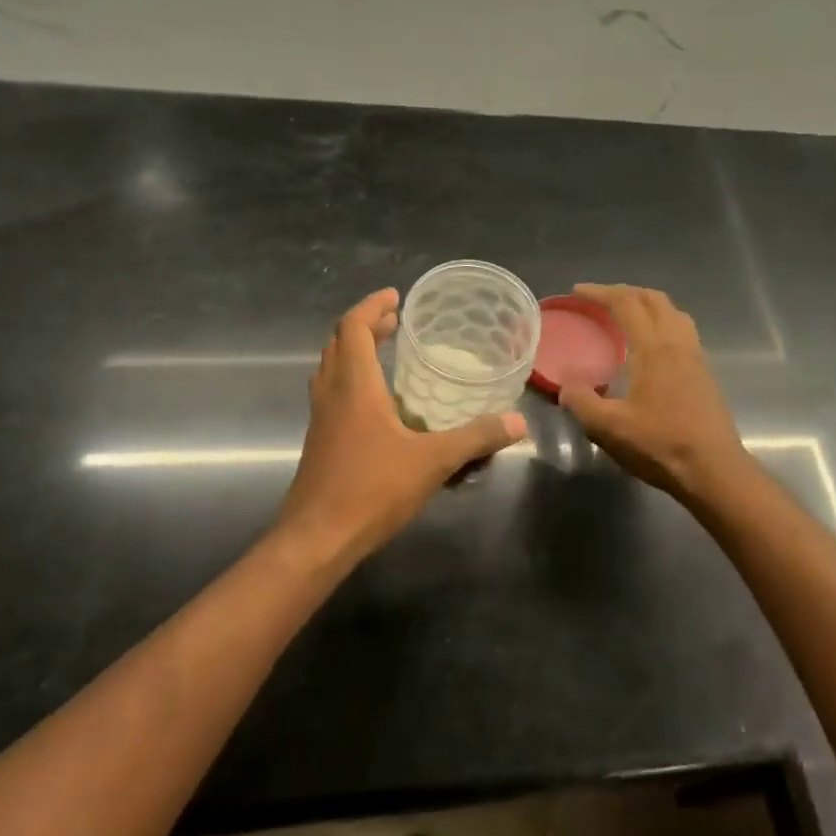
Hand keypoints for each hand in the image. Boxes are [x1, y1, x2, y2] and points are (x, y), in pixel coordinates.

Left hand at [277, 288, 526, 561]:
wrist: (317, 539)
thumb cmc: (371, 489)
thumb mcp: (433, 461)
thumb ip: (476, 438)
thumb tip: (518, 421)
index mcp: (354, 386)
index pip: (352, 328)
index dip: (371, 306)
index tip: (395, 297)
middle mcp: (331, 395)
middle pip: (338, 344)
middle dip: (364, 326)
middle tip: (395, 322)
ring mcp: (321, 420)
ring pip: (330, 370)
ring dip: (353, 353)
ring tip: (385, 353)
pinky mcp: (319, 443)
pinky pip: (332, 395)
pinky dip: (351, 382)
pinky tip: (378, 407)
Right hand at [560, 284, 752, 503]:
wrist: (714, 470)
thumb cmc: (660, 446)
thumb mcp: (609, 428)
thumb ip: (582, 402)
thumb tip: (566, 387)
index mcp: (654, 348)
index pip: (626, 304)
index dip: (600, 293)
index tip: (577, 292)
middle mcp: (678, 343)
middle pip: (654, 300)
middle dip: (625, 292)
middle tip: (600, 299)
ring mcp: (696, 357)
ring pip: (673, 313)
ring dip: (648, 305)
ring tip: (627, 316)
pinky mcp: (705, 374)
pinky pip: (682, 331)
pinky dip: (662, 323)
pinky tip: (650, 348)